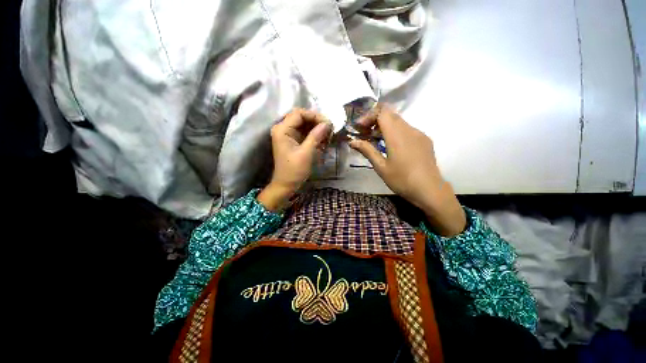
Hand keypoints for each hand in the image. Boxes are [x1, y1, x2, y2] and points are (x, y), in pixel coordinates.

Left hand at [258, 108, 331, 211]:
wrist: (286, 185)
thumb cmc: (294, 171)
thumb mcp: (306, 153)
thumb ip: (316, 136)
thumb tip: (327, 123)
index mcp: (282, 130)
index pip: (299, 113)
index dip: (314, 116)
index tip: (328, 124)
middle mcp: (283, 129)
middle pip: (302, 118)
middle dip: (317, 122)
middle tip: (330, 130)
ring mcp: (288, 135)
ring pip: (305, 125)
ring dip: (317, 129)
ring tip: (328, 136)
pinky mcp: (293, 141)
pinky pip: (305, 133)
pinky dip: (314, 135)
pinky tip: (323, 141)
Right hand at [350, 104, 465, 235]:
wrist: (429, 190)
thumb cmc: (401, 180)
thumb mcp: (381, 167)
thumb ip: (367, 150)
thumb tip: (352, 141)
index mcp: (397, 135)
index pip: (382, 112)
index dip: (369, 116)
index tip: (360, 128)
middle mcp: (409, 129)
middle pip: (390, 114)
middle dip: (375, 120)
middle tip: (365, 133)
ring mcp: (419, 134)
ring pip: (399, 121)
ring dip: (385, 126)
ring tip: (376, 140)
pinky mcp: (425, 140)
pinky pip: (407, 129)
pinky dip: (396, 132)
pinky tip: (392, 146)